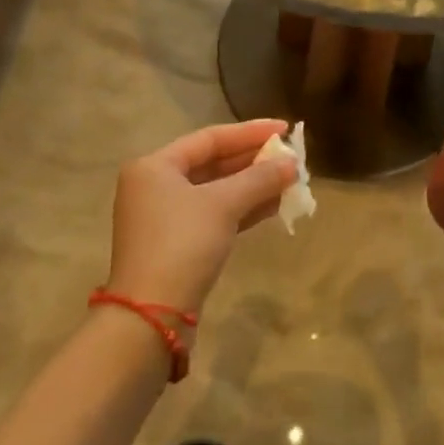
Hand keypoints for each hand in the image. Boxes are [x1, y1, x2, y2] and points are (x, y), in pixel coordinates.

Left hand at [106, 118, 297, 315]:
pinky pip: (215, 215)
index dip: (250, 132)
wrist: (152, 316)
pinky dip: (242, 209)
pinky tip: (273, 206)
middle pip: (212, 163)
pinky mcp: (178, 245)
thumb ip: (259, 179)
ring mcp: (165, 217)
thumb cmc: (182, 245)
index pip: (210, 138)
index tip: (285, 128)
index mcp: (155, 166)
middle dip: (254, 161)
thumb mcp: (223, 205)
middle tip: (290, 157)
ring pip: (216, 191)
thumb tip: (292, 163)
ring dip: (252, 186)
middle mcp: (155, 186)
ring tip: (289, 180)